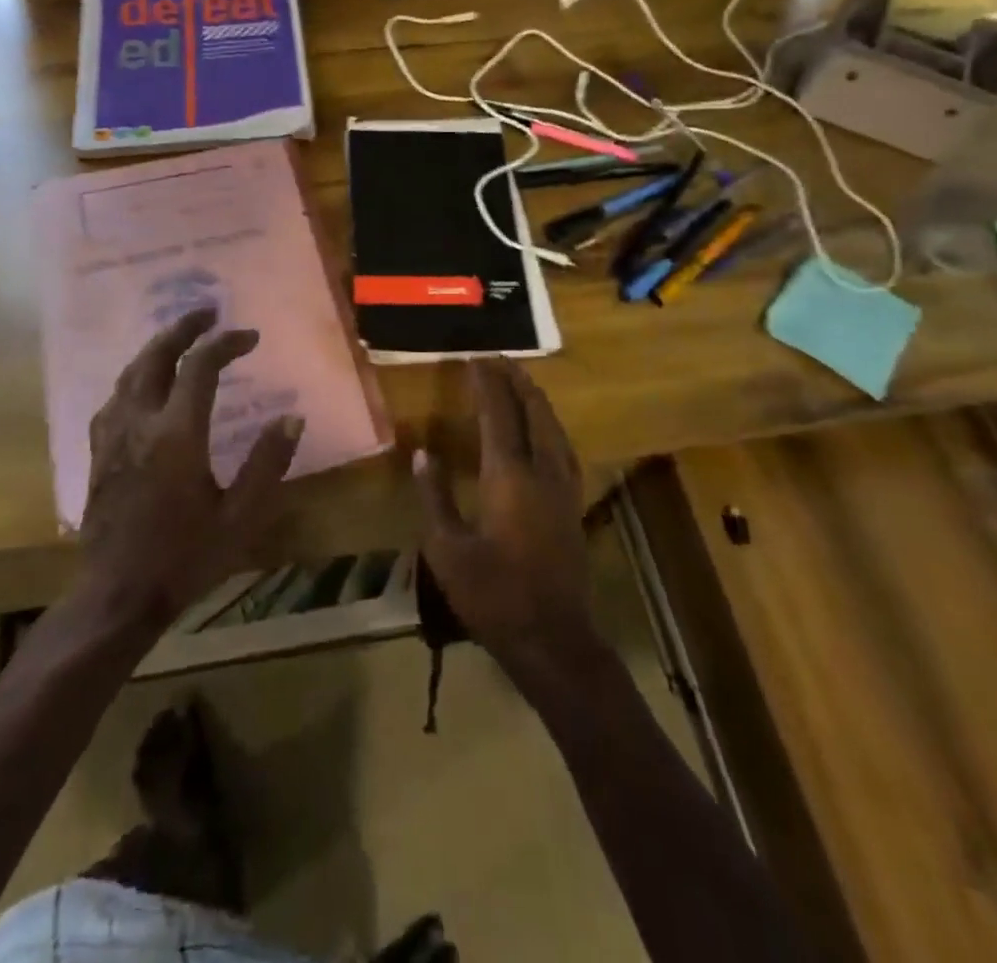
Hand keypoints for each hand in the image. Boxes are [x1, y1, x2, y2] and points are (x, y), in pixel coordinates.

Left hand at [80, 308, 303, 631]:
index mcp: (177, 434)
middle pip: (156, 356)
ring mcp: (112, 436)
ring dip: (156, 347)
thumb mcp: (240, 517)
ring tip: (179, 337)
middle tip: (207, 312)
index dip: (227, 344)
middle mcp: (140, 423)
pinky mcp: (97, 452)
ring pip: (130, 373)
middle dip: (183, 328)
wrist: (117, 596)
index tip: (250, 337)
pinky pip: (114, 398)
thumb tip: (291, 419)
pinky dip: (135, 377)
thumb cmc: (184, 557)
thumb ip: (267, 464)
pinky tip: (144, 384)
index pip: (201, 367)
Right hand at [413, 359, 600, 686]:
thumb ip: (434, 497)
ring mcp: (564, 487)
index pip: (498, 415)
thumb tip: (422, 454)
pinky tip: (546, 430)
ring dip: (537, 400)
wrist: (553, 638)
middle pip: (534, 412)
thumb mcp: (447, 549)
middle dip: (517, 381)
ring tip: (522, 382)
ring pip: (554, 428)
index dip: (487, 384)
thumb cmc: (493, 595)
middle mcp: (542, 471)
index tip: (475, 359)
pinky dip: (551, 425)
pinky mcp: (573, 504)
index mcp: (509, 476)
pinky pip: (563, 447)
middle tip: (500, 359)